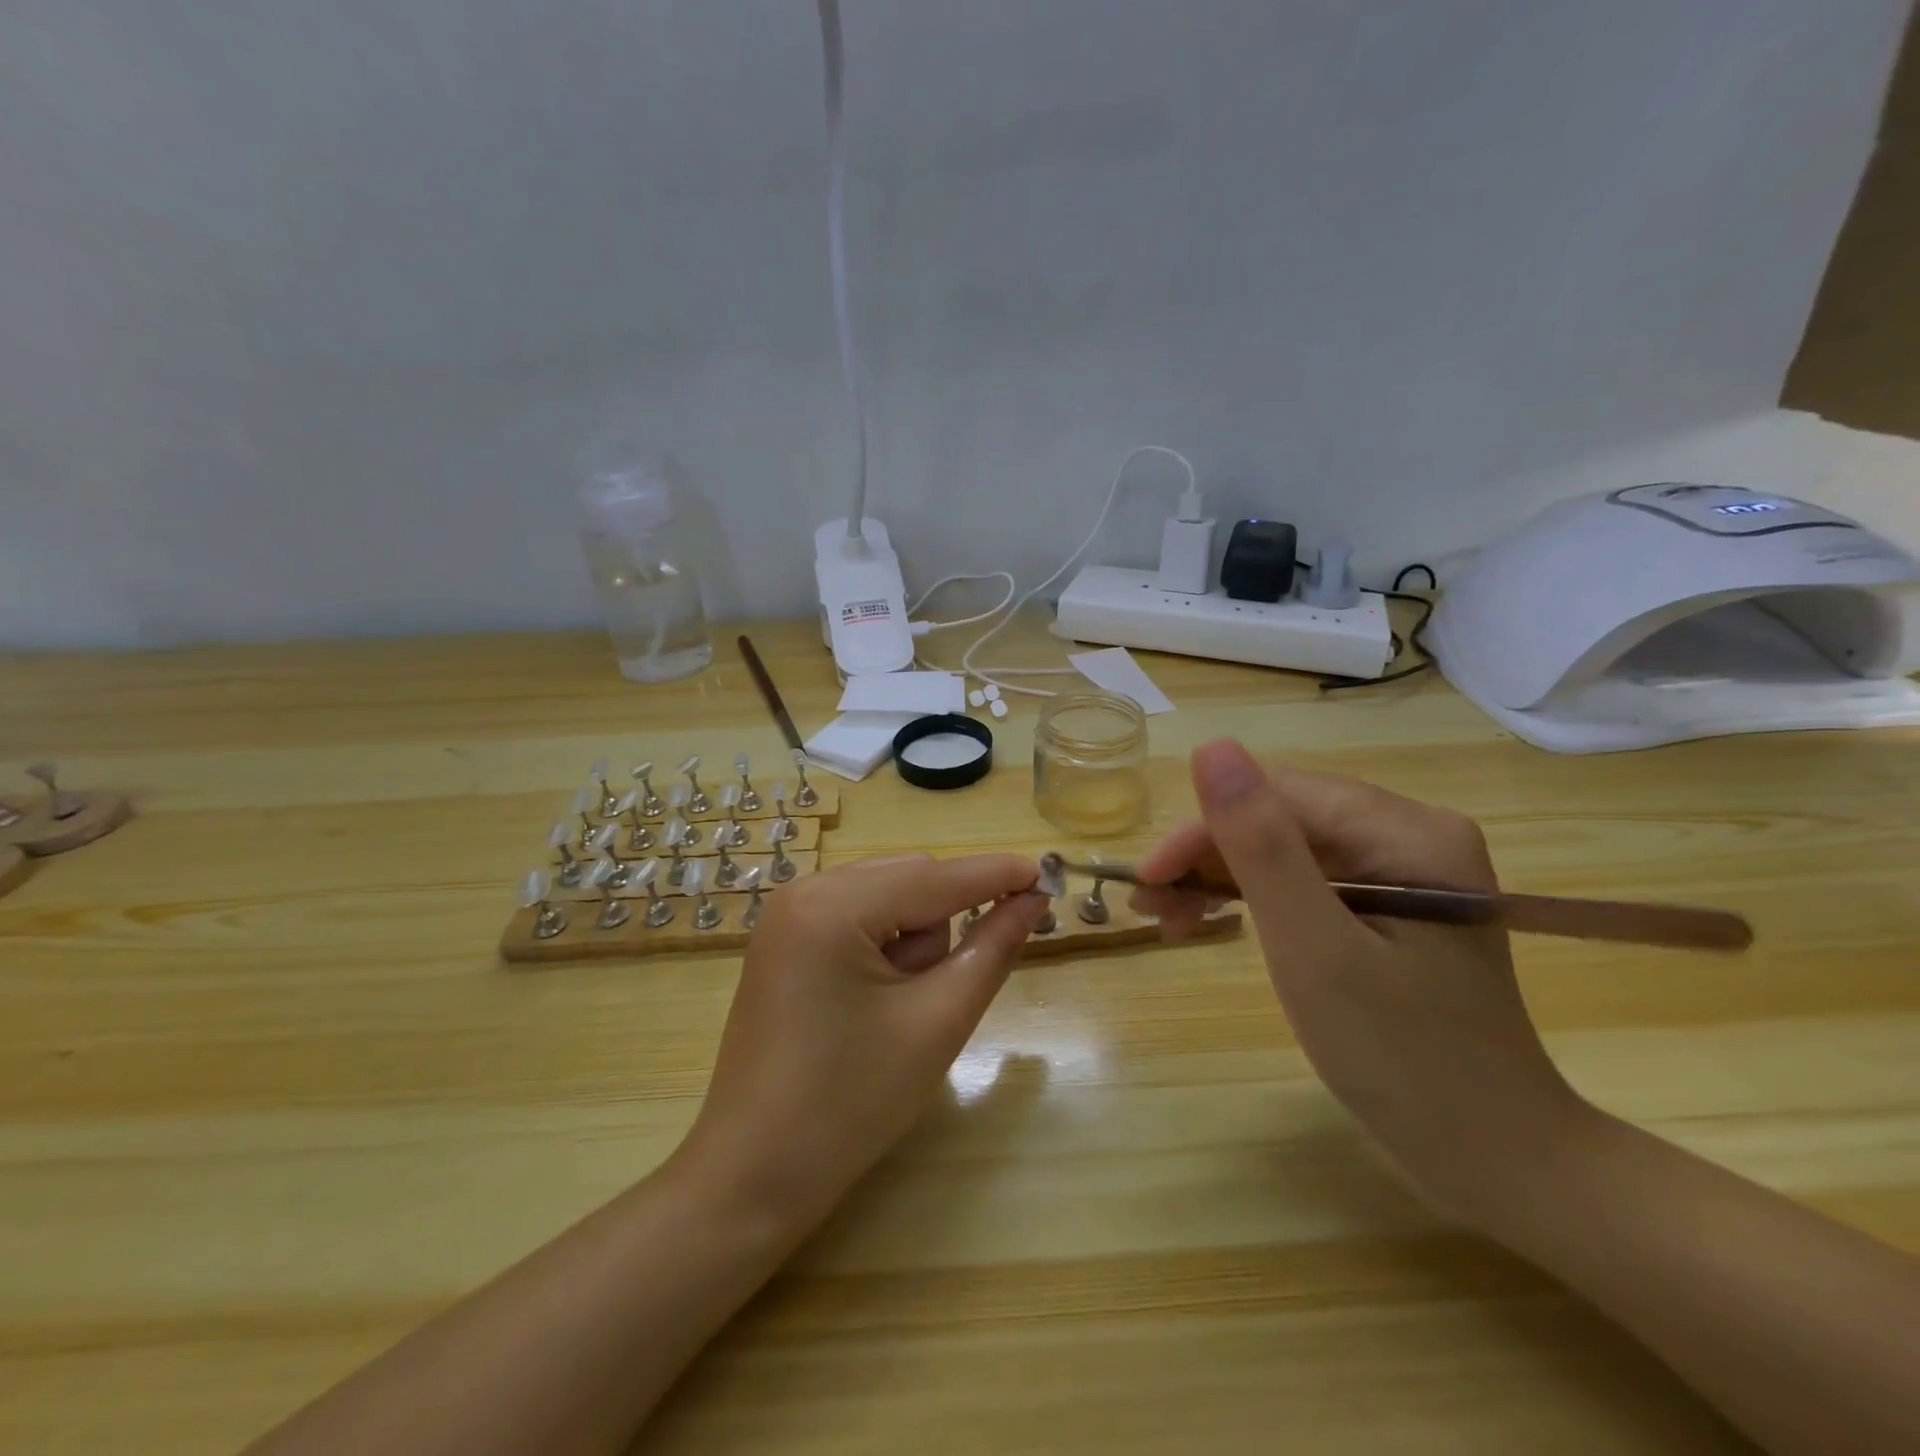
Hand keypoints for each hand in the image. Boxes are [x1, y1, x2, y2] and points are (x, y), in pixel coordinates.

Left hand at [676, 853, 1045, 1229]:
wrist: (754, 1174)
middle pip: (909, 878)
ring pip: (888, 894)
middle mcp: (804, 890)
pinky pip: (858, 913)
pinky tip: (874, 999)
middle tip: (938, 993)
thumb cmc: (851, 1104)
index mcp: (834, 906)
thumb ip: (992, 948)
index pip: (935, 876)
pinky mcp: (785, 936)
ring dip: (914, 937)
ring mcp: (788, 912)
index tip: (1049, 871)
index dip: (996, 874)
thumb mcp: (937, 1022)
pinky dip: (886, 941)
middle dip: (942, 923)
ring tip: (897, 1008)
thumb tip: (1032, 898)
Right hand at [1133, 739, 1589, 1213]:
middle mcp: (1410, 833)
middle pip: (1280, 818)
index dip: (1202, 830)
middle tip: (1150, 907)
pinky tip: (1214, 920)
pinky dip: (1253, 899)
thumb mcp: (1314, 950)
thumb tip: (1211, 748)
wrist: (1494, 1156)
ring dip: (1221, 878)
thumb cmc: (1402, 1060)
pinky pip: (1304, 878)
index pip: (1278, 796)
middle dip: (1207, 858)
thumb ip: (1261, 846)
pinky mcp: (1391, 902)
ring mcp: (1403, 867)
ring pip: (1284, 846)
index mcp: (1408, 832)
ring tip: (1170, 920)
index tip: (1146, 880)